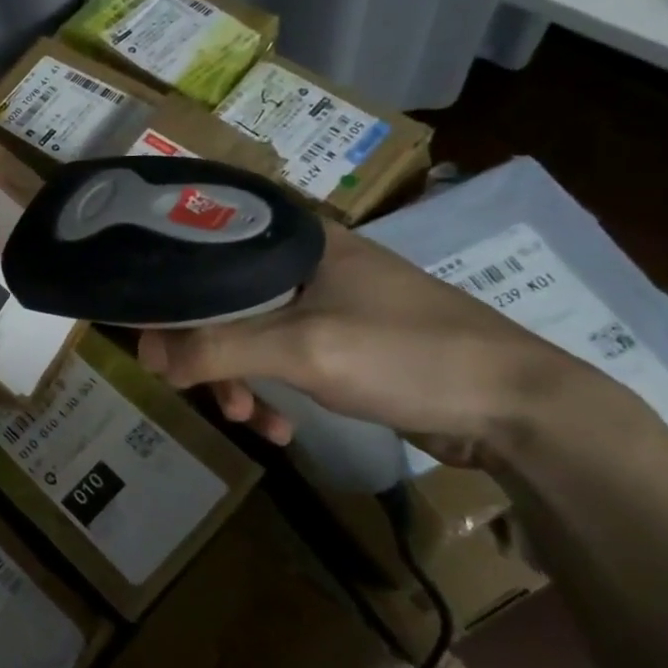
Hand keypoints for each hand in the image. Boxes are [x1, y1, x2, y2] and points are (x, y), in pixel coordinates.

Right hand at [137, 221, 612, 466]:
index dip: (168, 290)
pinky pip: (279, 359)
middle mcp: (302, 262)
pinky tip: (280, 428)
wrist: (520, 408)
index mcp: (294, 239)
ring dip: (237, 380)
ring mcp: (323, 302)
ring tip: (248, 420)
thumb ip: (217, 348)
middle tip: (196, 391)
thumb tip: (146, 356)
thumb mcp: (303, 349)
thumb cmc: (407, 354)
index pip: (204, 246)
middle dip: (206, 351)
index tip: (150, 338)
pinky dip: (271, 392)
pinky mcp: (340, 341)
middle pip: (220, 297)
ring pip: (247, 333)